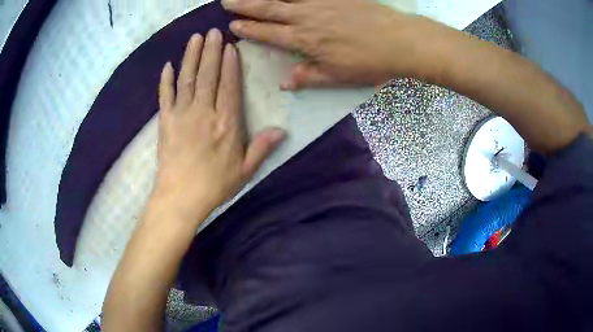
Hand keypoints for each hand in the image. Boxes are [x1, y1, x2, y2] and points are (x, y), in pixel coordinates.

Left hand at [155, 29, 284, 221]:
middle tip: (213, 32)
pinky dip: (166, 80)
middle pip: (208, 75)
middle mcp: (204, 112)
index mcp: (226, 123)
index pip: (229, 86)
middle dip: (211, 51)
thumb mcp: (245, 170)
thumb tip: (282, 130)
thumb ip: (261, 148)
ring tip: (195, 38)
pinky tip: (168, 65)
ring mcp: (182, 115)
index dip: (230, 64)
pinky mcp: (165, 122)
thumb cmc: (214, 185)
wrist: (180, 198)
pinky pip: (165, 96)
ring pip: (187, 79)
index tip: (230, 47)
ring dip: (191, 57)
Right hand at [223, 0, 446, 89]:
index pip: (268, 33)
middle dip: (244, 5)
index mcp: (304, 40)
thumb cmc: (369, 63)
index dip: (249, 29)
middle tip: (226, 2)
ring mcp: (320, 2)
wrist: (399, 41)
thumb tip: (284, 83)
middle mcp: (306, 17)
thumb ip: (308, 77)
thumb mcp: (337, 77)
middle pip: (269, 9)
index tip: (233, 26)